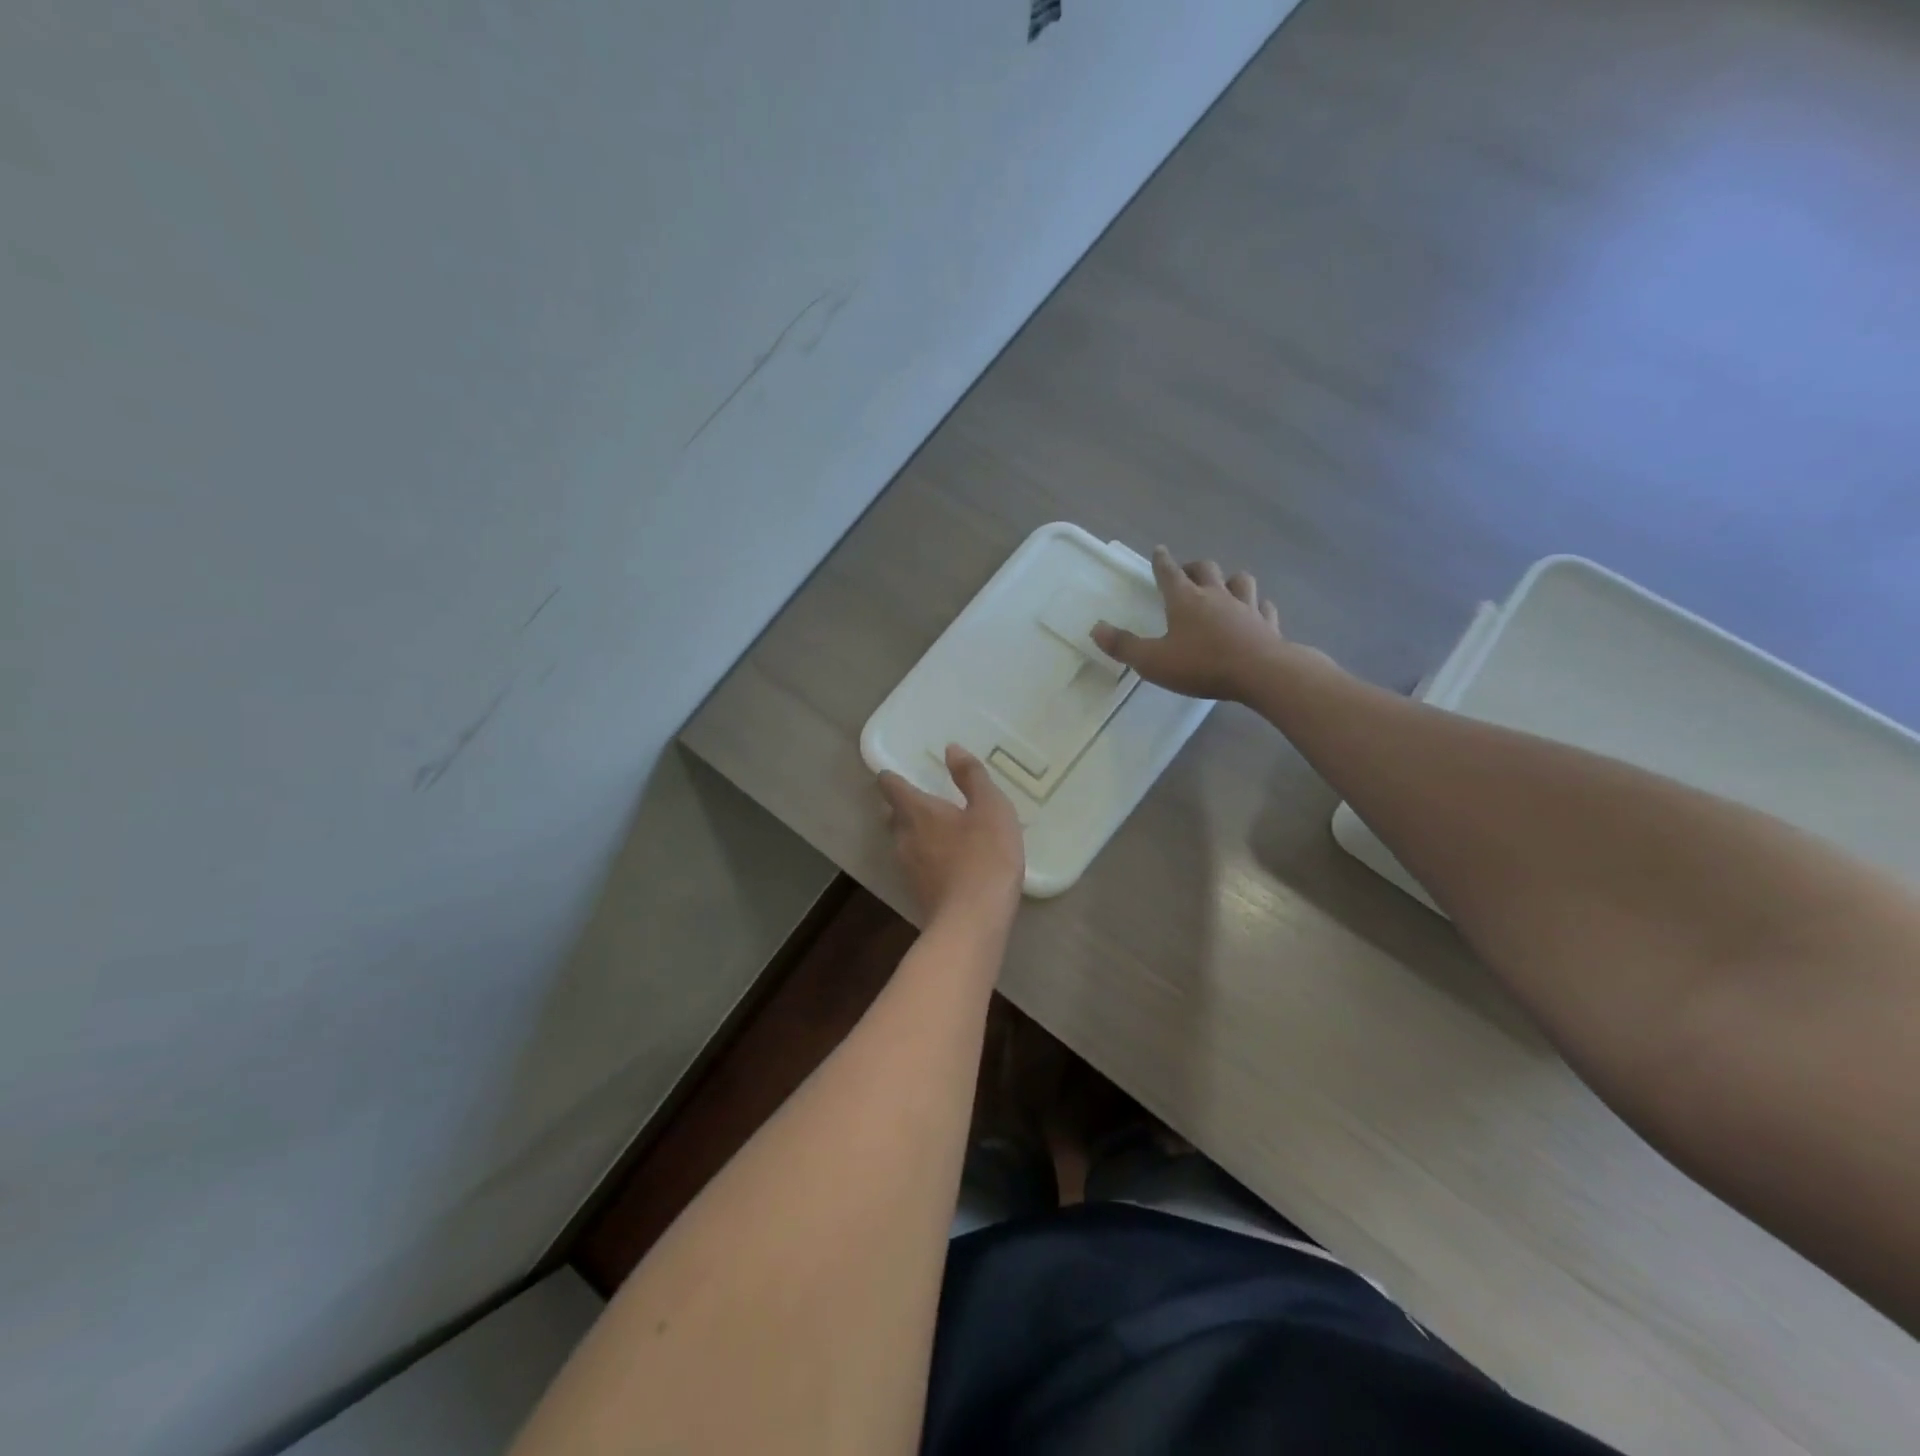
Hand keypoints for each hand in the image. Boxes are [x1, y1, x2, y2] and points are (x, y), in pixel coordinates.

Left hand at [877, 745, 1025, 922]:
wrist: (973, 922)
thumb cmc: (985, 857)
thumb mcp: (991, 808)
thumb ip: (971, 776)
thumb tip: (951, 748)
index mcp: (917, 811)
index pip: (892, 787)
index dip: (891, 777)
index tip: (893, 772)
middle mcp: (904, 837)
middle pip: (893, 815)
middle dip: (900, 806)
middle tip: (919, 798)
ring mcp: (908, 868)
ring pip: (902, 842)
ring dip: (912, 833)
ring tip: (934, 828)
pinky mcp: (918, 893)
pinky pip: (916, 865)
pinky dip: (925, 857)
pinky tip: (944, 861)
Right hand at [1092, 547, 1296, 701]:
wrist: (1261, 673)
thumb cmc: (1202, 665)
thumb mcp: (1153, 661)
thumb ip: (1124, 646)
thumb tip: (1096, 629)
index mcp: (1185, 600)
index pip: (1169, 572)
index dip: (1161, 561)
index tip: (1158, 550)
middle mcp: (1216, 595)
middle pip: (1206, 569)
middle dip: (1194, 567)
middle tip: (1187, 573)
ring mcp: (1247, 607)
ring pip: (1240, 580)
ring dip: (1230, 580)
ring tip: (1223, 587)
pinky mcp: (1268, 624)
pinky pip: (1264, 608)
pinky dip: (1258, 607)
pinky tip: (1256, 611)